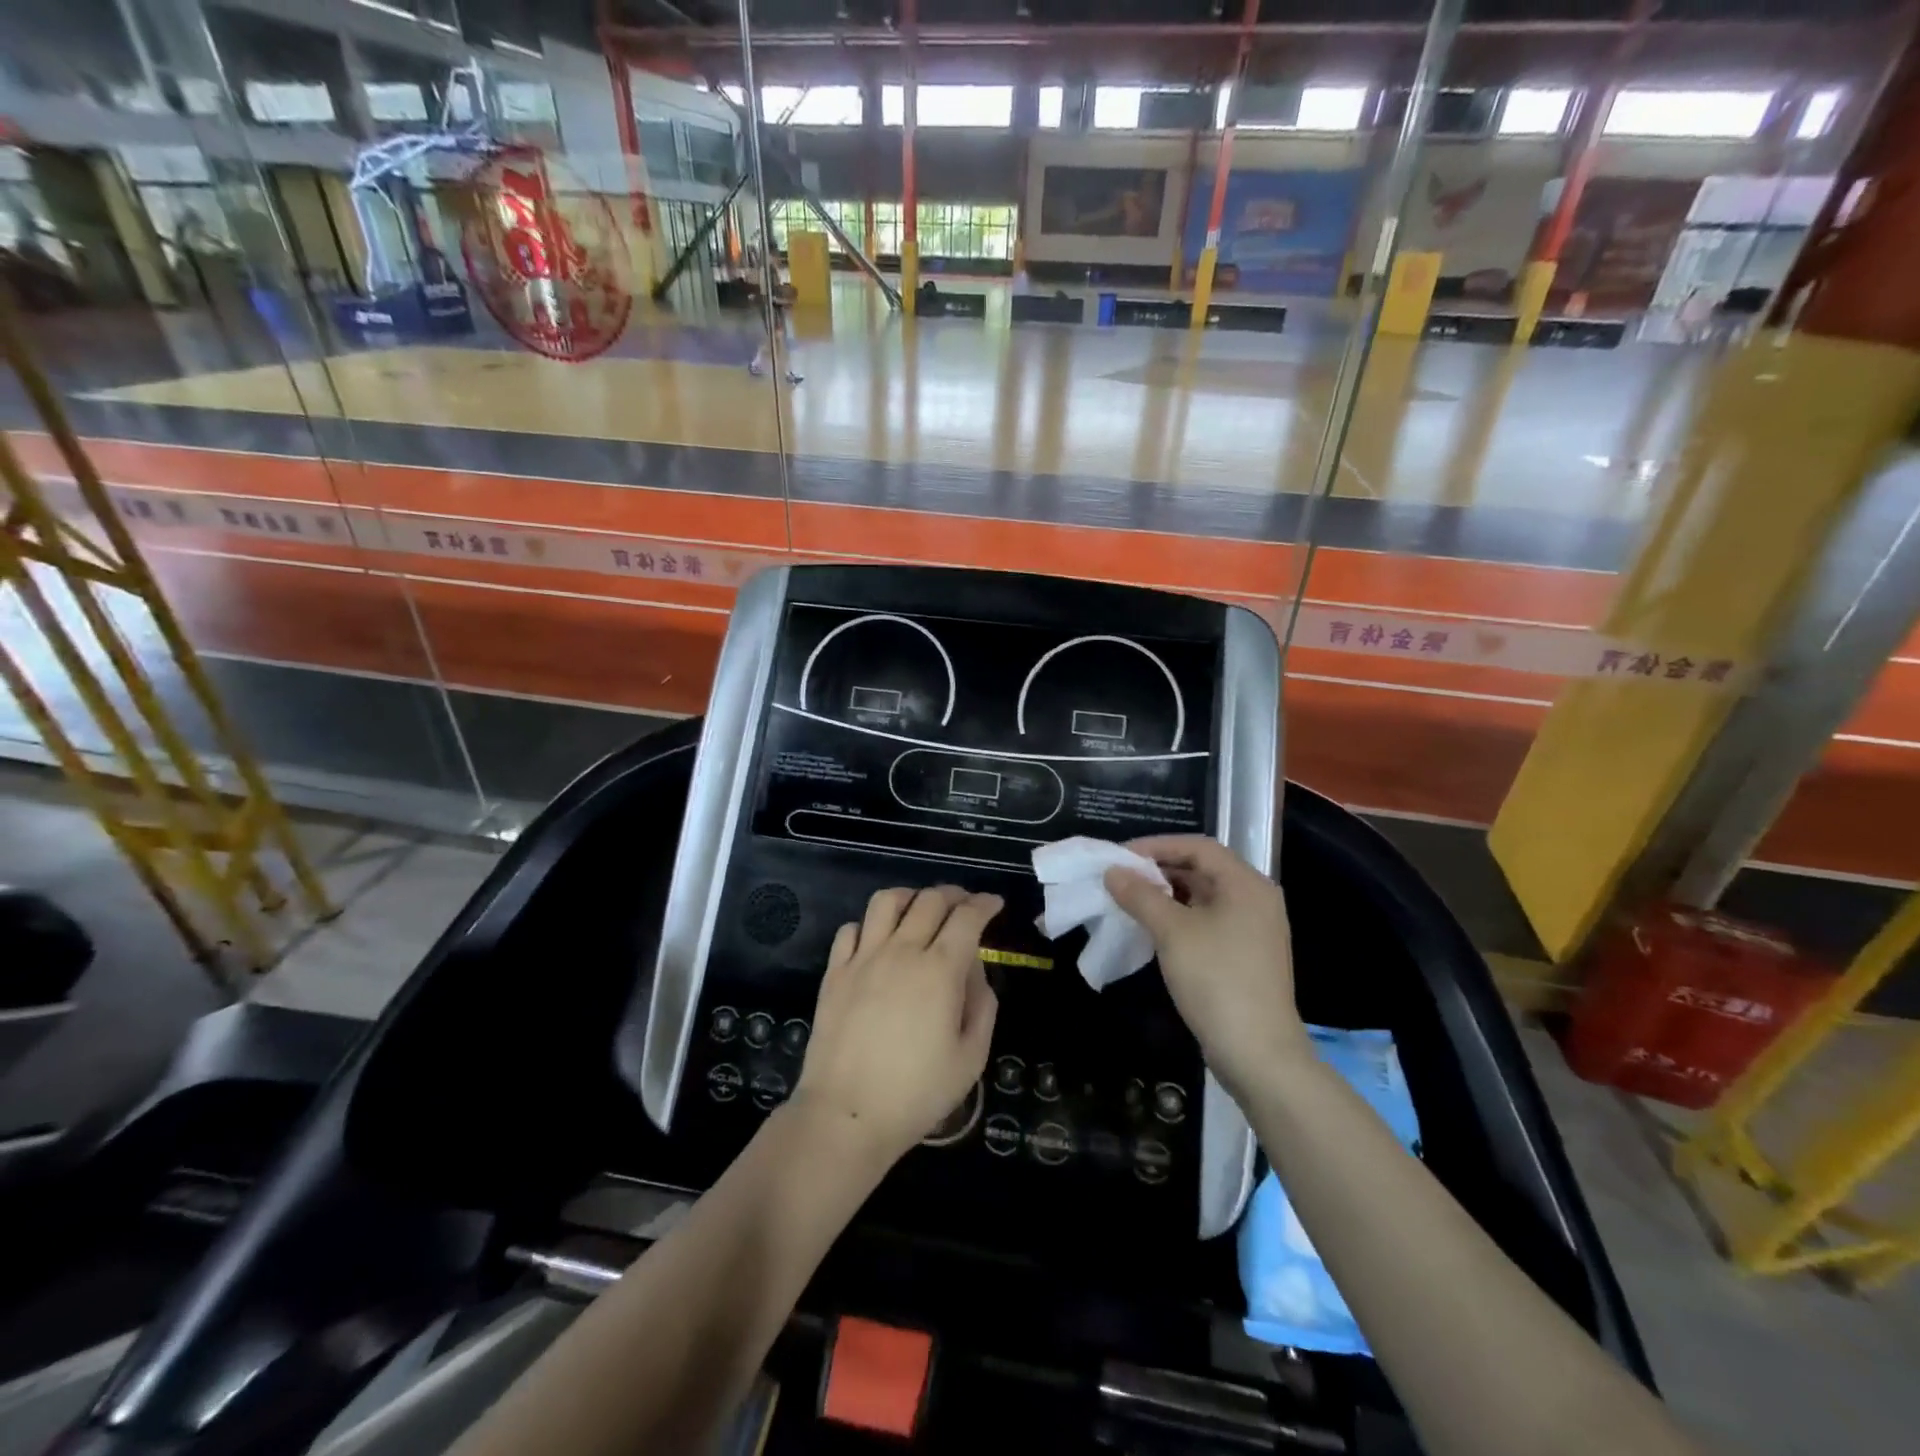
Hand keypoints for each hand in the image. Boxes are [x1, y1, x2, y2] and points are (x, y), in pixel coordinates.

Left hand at [792, 886, 1001, 1168]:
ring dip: (910, 897)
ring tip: (920, 909)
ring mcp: (863, 958)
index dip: (985, 904)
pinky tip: (878, 940)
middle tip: (964, 906)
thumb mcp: (971, 1058)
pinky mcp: (835, 972)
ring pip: (887, 901)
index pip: (967, 917)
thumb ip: (982, 1006)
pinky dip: (870, 925)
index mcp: (940, 970)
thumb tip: (975, 971)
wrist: (846, 1115)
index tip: (994, 904)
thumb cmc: (916, 1093)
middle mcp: (902, 951)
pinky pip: (850, 928)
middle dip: (954, 895)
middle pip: (930, 900)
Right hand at [1104, 836, 1308, 1100]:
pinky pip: (1208, 922)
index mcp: (1246, 884)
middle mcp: (1255, 899)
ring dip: (1166, 895)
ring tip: (1129, 901)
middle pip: (1202, 869)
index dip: (1156, 846)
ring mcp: (1253, 929)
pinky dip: (1179, 918)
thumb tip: (1112, 872)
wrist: (1258, 1053)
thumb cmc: (1216, 979)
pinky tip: (1152, 929)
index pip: (1197, 847)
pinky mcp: (1245, 956)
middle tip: (1120, 878)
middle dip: (1159, 870)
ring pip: (1203, 897)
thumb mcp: (1172, 932)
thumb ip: (1140, 895)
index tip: (1120, 857)